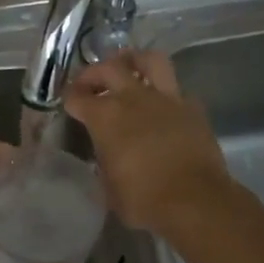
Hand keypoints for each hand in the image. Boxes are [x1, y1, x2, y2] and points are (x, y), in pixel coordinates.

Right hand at [64, 50, 233, 236]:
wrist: (195, 201)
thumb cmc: (143, 200)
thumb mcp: (108, 187)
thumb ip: (103, 162)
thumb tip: (105, 156)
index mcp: (105, 117)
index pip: (78, 97)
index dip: (69, 98)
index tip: (68, 103)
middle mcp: (133, 98)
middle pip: (109, 68)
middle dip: (94, 73)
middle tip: (90, 83)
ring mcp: (166, 99)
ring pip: (149, 61)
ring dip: (135, 60)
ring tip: (128, 67)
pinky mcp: (192, 109)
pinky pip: (176, 90)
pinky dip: (165, 93)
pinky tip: (162, 104)